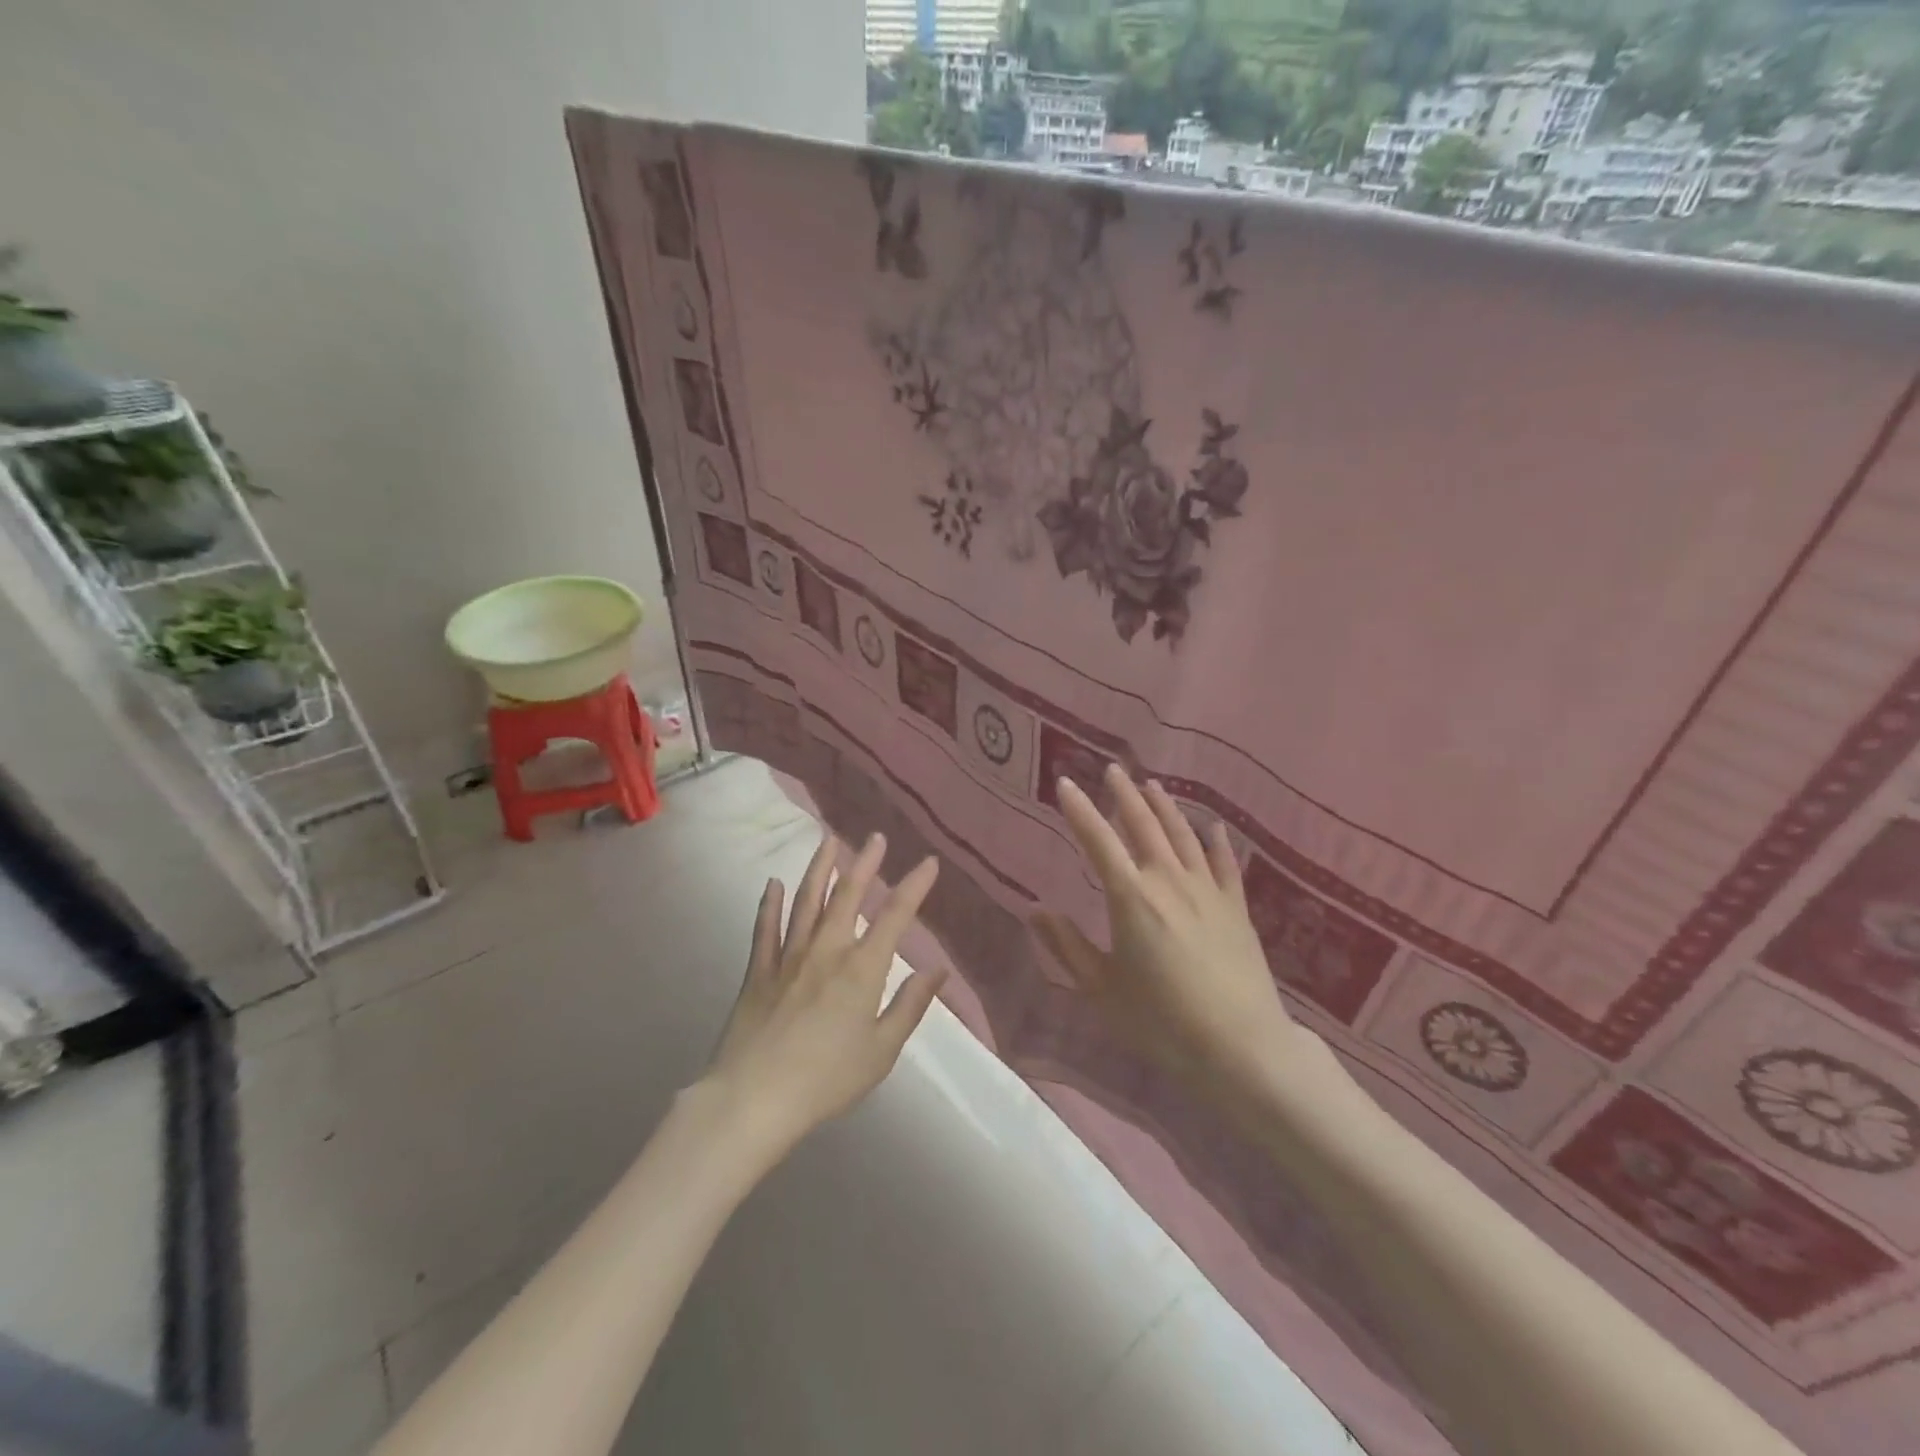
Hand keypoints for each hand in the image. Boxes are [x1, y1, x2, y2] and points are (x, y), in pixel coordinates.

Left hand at [703, 832, 945, 1158]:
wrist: (754, 1098)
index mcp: (862, 969)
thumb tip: (938, 970)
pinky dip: (770, 904)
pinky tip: (774, 884)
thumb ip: (910, 1006)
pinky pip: (764, 930)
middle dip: (864, 863)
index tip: (928, 862)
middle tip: (874, 837)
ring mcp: (787, 957)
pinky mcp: (757, 972)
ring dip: (819, 869)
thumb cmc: (827, 1079)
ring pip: (806, 902)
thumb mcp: (882, 1050)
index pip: (895, 916)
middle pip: (847, 895)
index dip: (914, 885)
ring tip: (828, 842)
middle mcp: (826, 950)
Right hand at [1034, 765, 1302, 1103]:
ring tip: (1152, 786)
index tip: (1066, 782)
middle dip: (1123, 795)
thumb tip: (1035, 911)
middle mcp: (1169, 881)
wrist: (1241, 1047)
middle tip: (1112, 769)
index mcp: (1131, 897)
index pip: (1098, 841)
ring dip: (1165, 808)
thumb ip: (1067, 947)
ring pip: (1183, 836)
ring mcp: (1208, 891)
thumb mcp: (1101, 989)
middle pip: (1143, 826)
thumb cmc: (1161, 1021)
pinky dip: (1217, 842)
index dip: (1079, 810)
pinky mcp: (1236, 908)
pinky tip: (1214, 828)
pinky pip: (1225, 864)